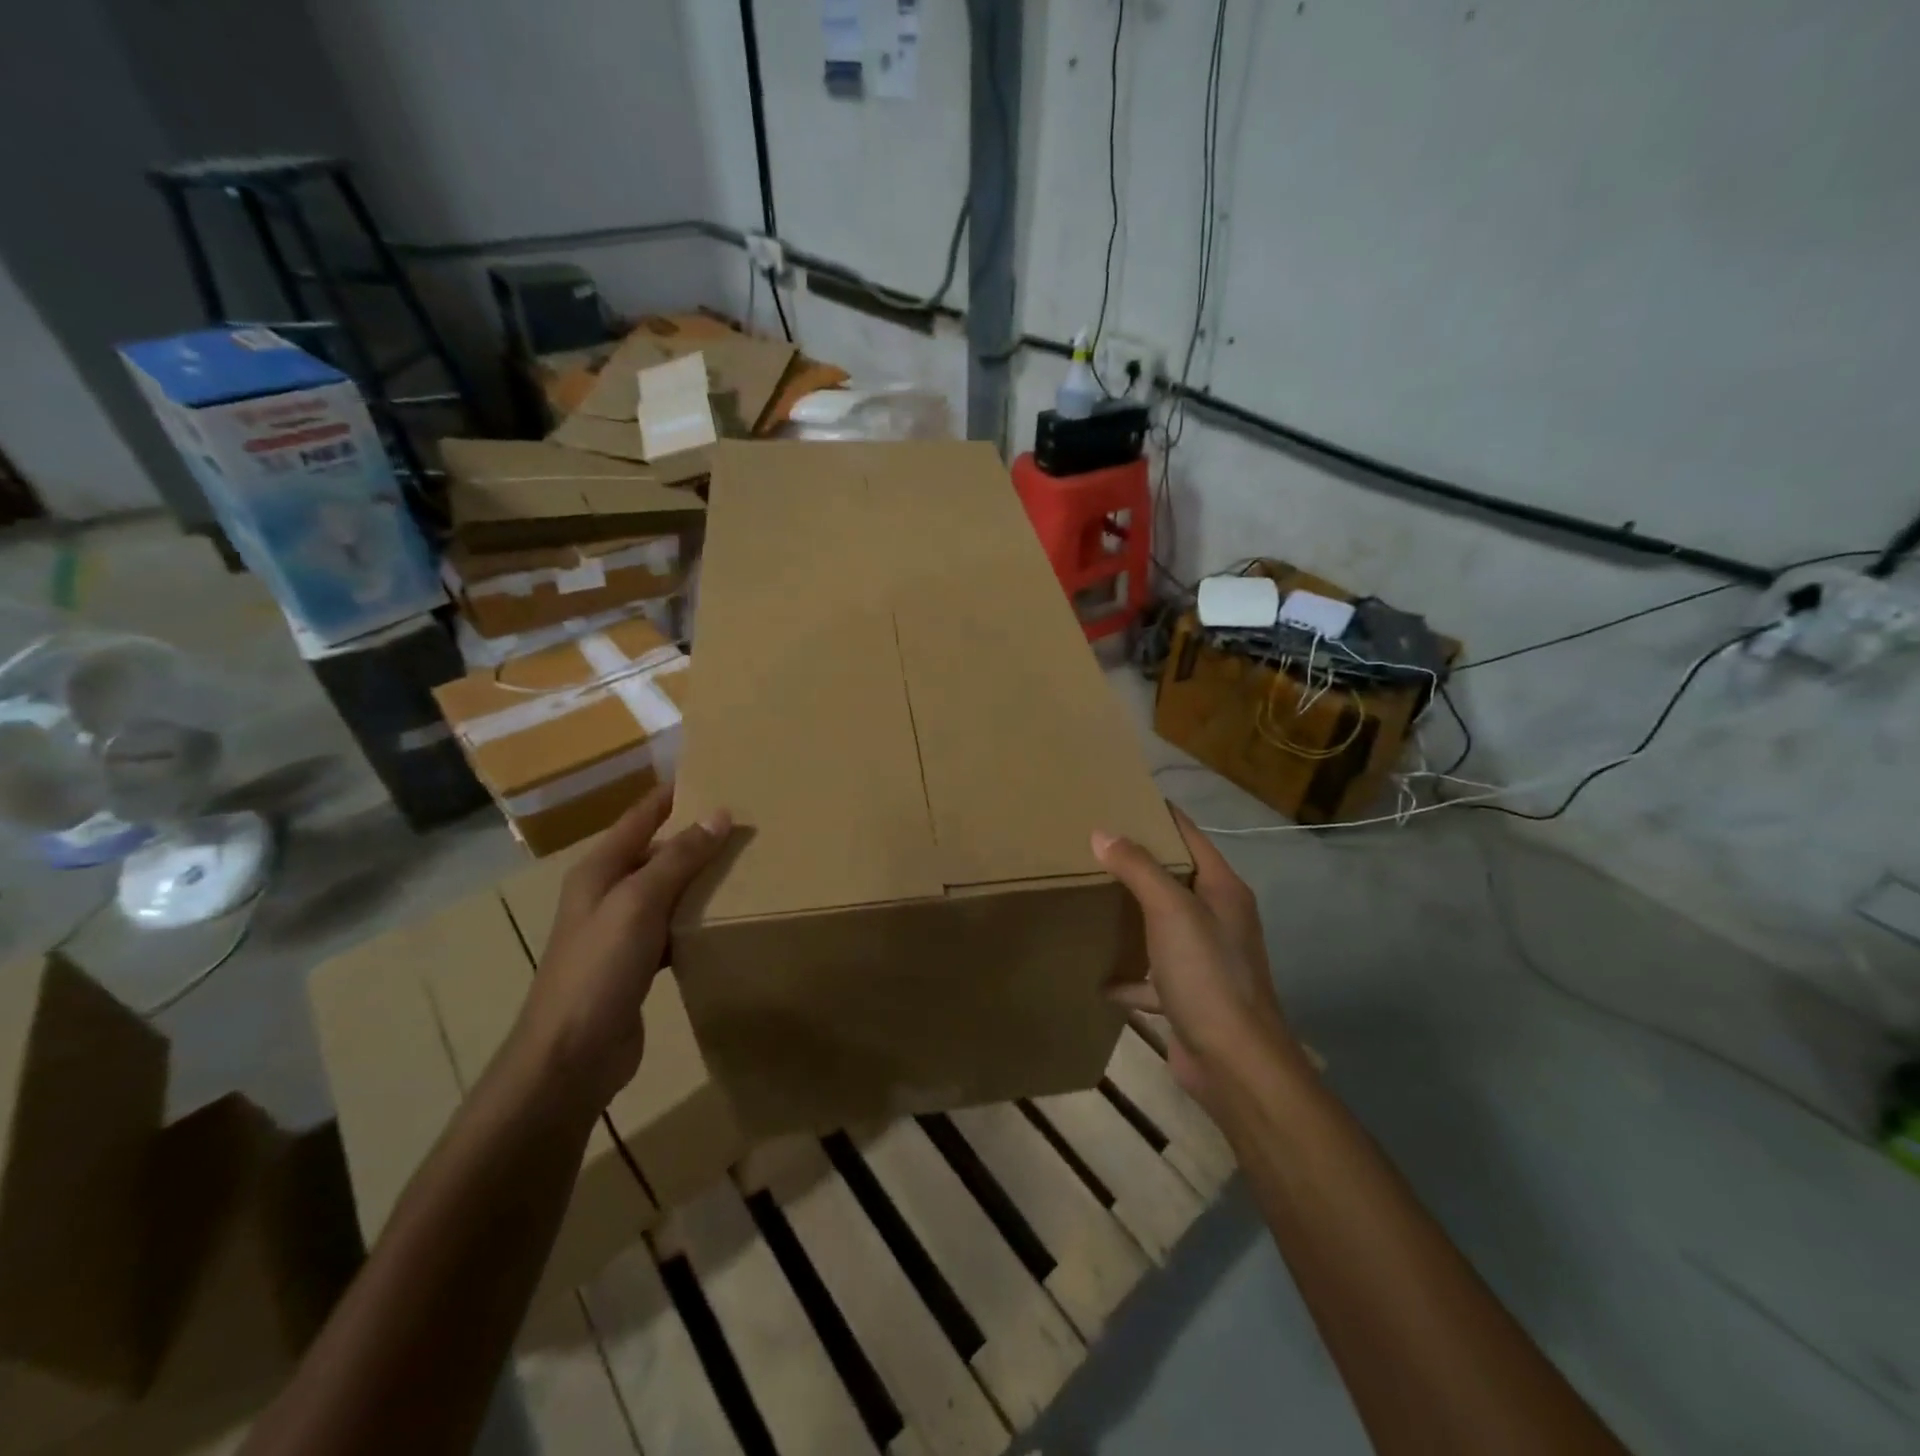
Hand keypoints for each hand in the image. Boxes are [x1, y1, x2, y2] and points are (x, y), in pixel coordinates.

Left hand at [509, 787, 731, 1115]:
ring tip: (748, 865)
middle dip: (696, 836)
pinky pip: (673, 926)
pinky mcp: (636, 963)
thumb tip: (720, 815)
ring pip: (668, 890)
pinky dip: (697, 918)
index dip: (671, 794)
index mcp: (599, 870)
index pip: (640, 816)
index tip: (711, 773)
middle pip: (656, 852)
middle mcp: (607, 893)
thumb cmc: (599, 968)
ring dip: (700, 878)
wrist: (570, 1057)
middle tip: (746, 823)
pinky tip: (726, 918)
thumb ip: (679, 859)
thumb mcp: (639, 903)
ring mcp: (620, 930)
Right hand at [1093, 803, 1295, 1106]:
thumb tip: (1103, 832)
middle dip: (1136, 863)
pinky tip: (1099, 976)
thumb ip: (1138, 868)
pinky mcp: (1188, 995)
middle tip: (1090, 845)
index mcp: (1222, 889)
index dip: (1158, 813)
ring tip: (1090, 898)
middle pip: (1174, 878)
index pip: (1188, 835)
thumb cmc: (1207, 974)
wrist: (1234, 1063)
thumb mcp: (1171, 911)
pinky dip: (1129, 975)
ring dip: (1131, 916)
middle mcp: (1217, 918)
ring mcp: (1204, 959)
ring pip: (1161, 925)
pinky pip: (1151, 975)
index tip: (1119, 798)